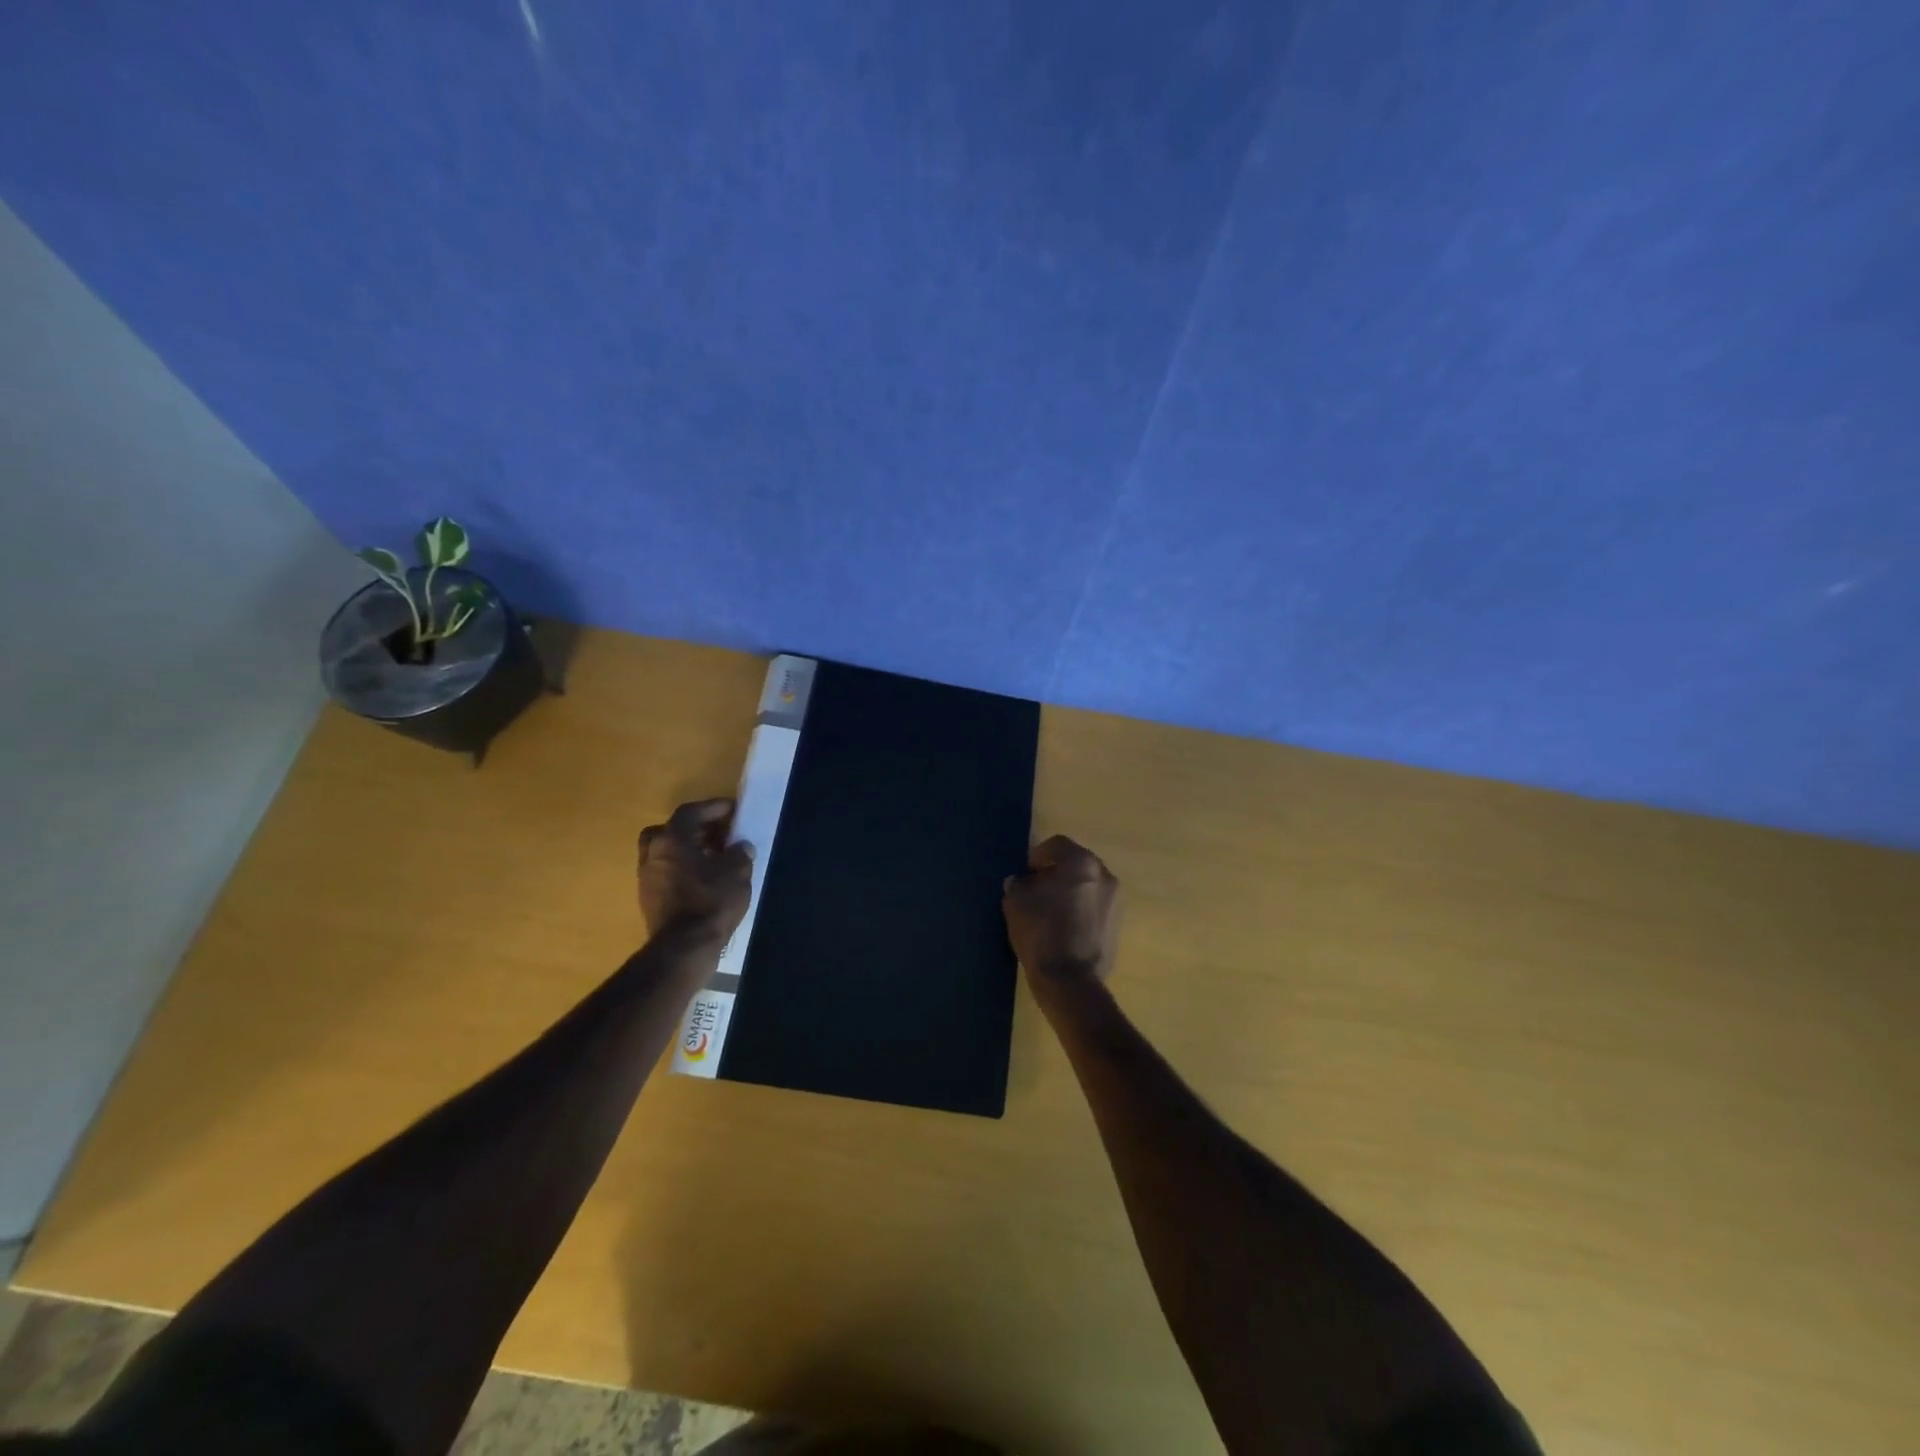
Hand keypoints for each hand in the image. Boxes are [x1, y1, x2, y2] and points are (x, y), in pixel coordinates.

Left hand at [638, 799, 753, 943]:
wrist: (684, 947)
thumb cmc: (711, 901)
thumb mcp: (737, 872)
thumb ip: (740, 853)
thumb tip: (740, 847)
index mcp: (672, 839)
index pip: (691, 812)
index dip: (713, 807)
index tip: (733, 809)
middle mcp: (653, 852)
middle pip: (671, 829)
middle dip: (695, 828)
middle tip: (719, 833)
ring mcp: (647, 876)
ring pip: (666, 852)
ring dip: (688, 849)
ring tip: (714, 857)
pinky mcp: (648, 898)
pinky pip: (666, 872)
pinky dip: (683, 868)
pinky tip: (704, 879)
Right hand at [1003, 835, 1119, 987]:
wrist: (1070, 981)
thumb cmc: (1041, 933)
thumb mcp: (1015, 903)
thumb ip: (1017, 884)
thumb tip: (1020, 882)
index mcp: (1081, 863)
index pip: (1056, 845)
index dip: (1036, 857)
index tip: (1024, 875)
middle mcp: (1104, 875)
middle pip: (1075, 863)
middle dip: (1055, 873)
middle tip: (1035, 890)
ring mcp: (1115, 901)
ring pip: (1087, 885)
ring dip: (1070, 891)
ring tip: (1049, 911)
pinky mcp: (1117, 925)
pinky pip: (1095, 906)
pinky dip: (1080, 909)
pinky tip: (1064, 928)